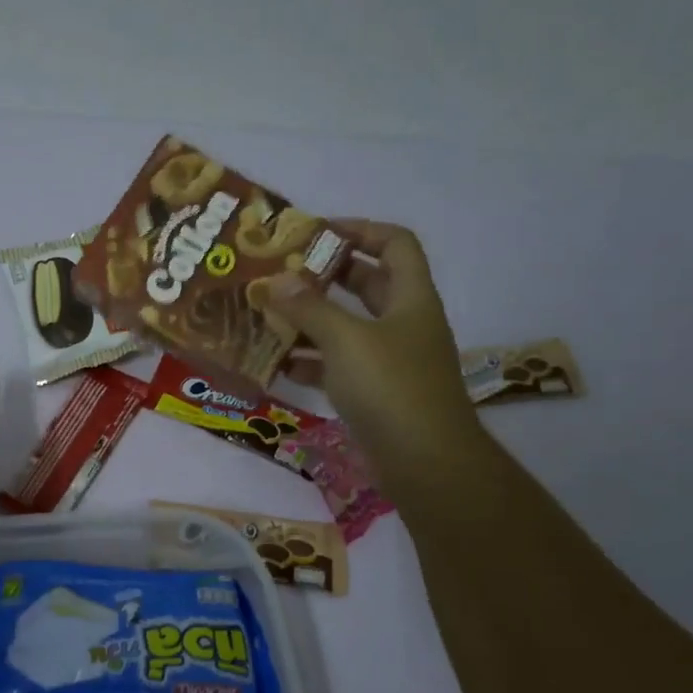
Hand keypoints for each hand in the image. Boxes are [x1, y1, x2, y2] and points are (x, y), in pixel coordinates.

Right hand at [263, 221, 486, 486]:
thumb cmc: (391, 387)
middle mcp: (402, 323)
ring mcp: (389, 361)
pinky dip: (310, 362)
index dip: (359, 229)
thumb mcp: (346, 340)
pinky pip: (337, 366)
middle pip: (366, 283)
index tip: (315, 232)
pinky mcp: (373, 393)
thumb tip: (276, 280)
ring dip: (310, 320)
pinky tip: (277, 364)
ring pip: (346, 327)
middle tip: (281, 272)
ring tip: (267, 315)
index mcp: (410, 298)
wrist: (425, 462)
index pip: (395, 243)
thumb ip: (309, 308)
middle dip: (324, 275)